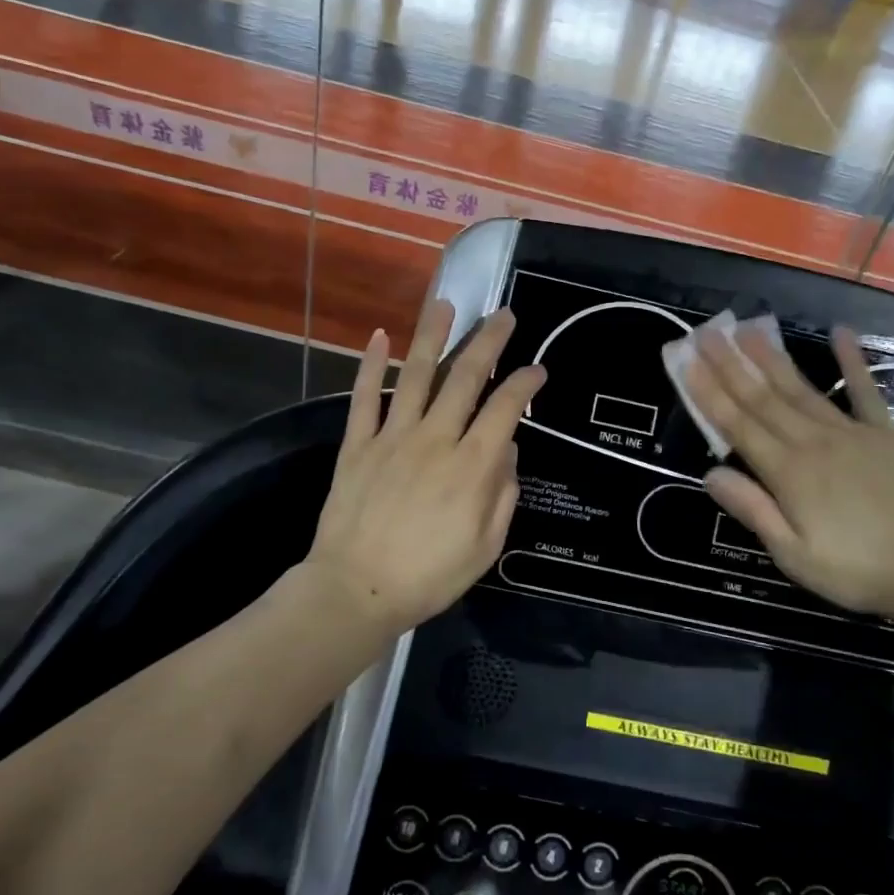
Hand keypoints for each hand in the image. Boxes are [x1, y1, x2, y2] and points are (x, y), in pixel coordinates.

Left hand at [305, 299, 545, 637]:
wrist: (356, 590)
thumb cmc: (429, 576)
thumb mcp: (486, 547)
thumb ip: (502, 495)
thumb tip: (507, 452)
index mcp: (472, 466)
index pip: (505, 409)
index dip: (524, 383)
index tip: (537, 369)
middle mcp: (435, 439)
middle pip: (465, 378)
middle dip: (488, 342)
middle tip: (502, 316)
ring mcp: (393, 437)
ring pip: (416, 375)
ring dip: (432, 336)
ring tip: (445, 304)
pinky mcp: (357, 445)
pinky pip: (365, 398)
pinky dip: (371, 366)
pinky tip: (379, 337)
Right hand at [679, 322, 893, 632]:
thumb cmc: (856, 570)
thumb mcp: (793, 554)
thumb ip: (753, 510)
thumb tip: (710, 474)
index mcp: (788, 473)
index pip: (738, 425)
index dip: (710, 393)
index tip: (687, 362)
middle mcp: (813, 442)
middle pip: (763, 398)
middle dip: (731, 365)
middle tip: (707, 334)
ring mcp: (850, 432)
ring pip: (801, 388)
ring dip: (772, 358)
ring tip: (749, 329)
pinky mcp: (884, 433)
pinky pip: (864, 390)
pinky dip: (852, 361)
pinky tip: (840, 333)